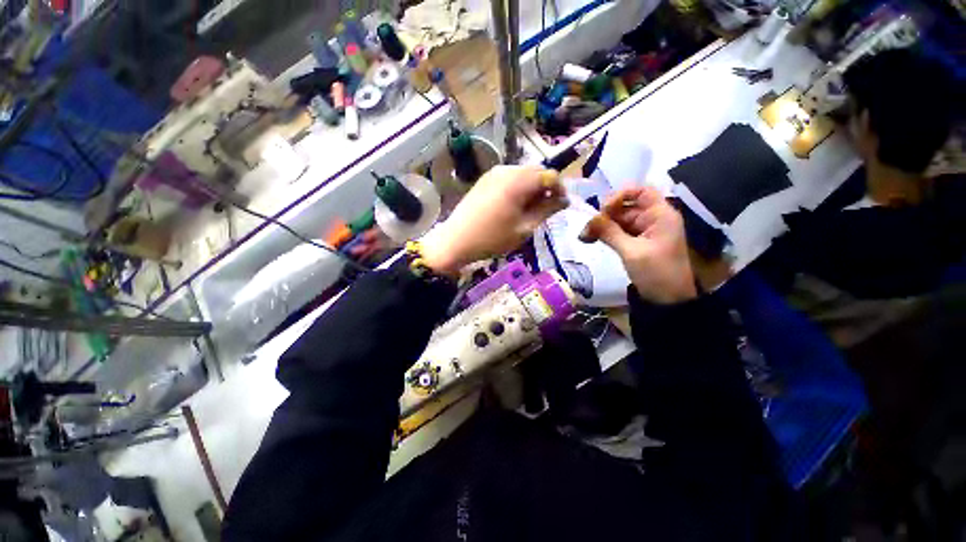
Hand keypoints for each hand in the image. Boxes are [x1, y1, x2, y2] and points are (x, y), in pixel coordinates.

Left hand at [420, 165, 567, 275]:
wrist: (456, 240)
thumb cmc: (492, 238)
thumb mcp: (524, 228)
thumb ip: (546, 210)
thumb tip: (564, 200)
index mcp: (518, 181)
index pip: (549, 175)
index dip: (560, 189)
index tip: (561, 206)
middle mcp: (506, 170)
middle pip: (536, 171)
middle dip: (546, 187)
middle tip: (546, 209)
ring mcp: (493, 173)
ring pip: (522, 174)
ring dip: (532, 187)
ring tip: (530, 209)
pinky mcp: (485, 179)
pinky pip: (509, 178)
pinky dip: (518, 187)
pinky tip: (514, 205)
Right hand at [581, 187, 696, 303]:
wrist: (668, 300)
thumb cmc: (656, 273)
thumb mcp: (631, 252)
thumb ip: (609, 233)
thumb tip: (588, 220)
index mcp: (660, 215)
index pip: (641, 191)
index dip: (621, 194)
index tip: (604, 209)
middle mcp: (653, 218)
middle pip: (626, 206)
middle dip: (606, 214)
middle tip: (587, 228)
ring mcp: (644, 231)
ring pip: (619, 219)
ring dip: (602, 225)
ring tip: (585, 236)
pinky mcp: (637, 242)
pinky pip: (619, 231)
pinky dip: (606, 234)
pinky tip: (592, 239)